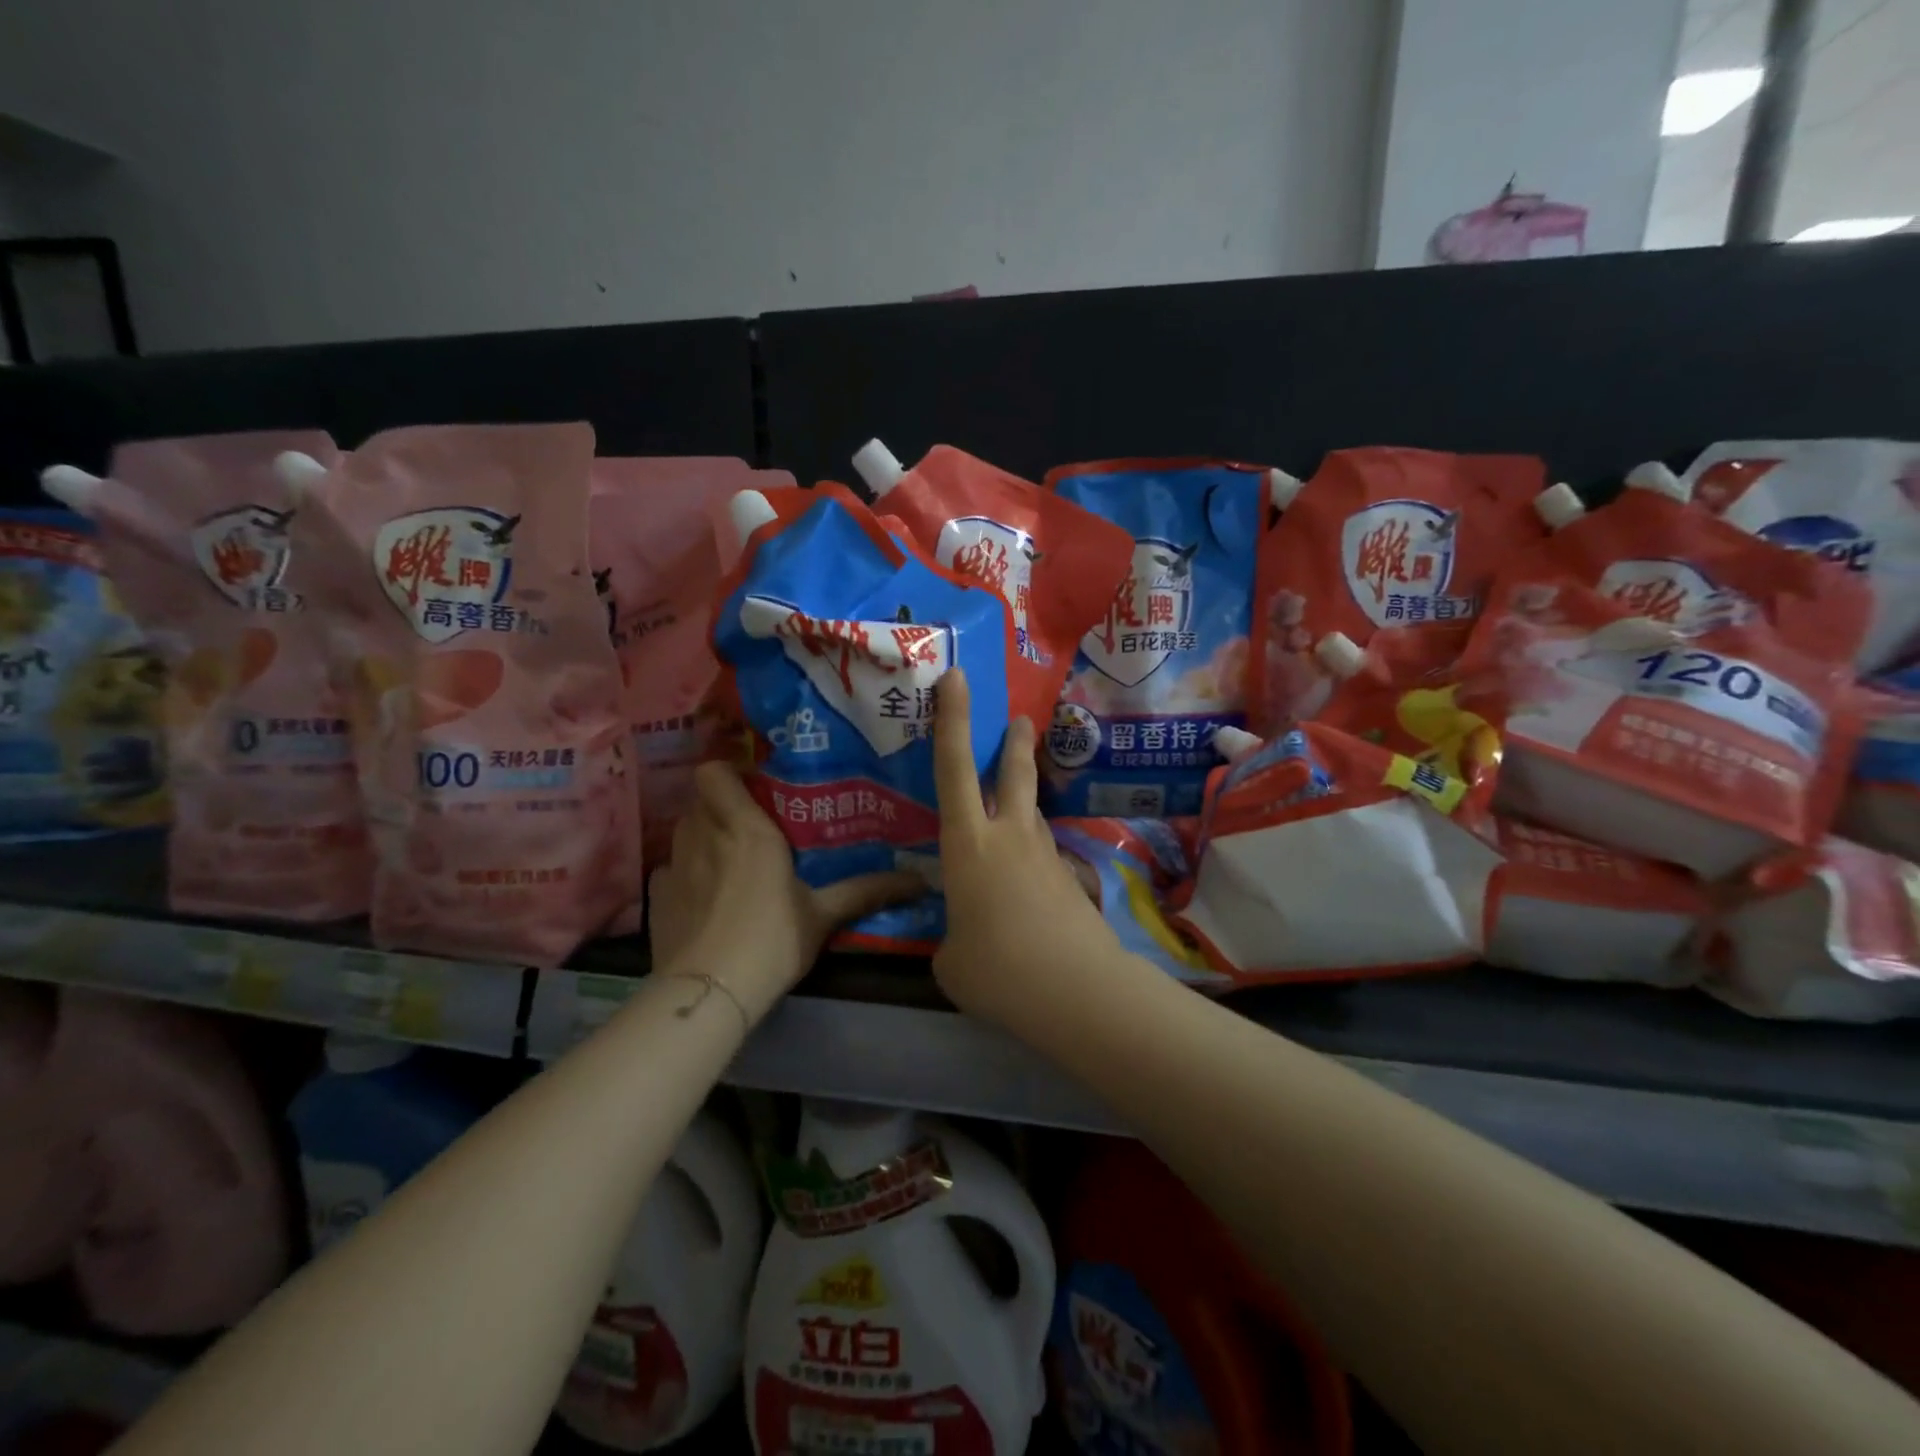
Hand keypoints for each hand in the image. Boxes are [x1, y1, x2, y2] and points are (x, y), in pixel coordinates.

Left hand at [648, 763, 920, 1024]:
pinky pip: (669, 867)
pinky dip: (684, 871)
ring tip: (726, 856)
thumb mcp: (824, 914)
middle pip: (700, 800)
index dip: (728, 773)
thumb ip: (866, 890)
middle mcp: (704, 835)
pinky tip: (701, 893)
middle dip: (721, 805)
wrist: (711, 992)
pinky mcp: (656, 897)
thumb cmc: (772, 939)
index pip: (714, 772)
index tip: (755, 788)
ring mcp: (674, 865)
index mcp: (746, 828)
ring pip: (683, 830)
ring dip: (702, 834)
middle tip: (751, 824)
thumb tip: (920, 881)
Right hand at [931, 670, 1126, 1026]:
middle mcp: (1009, 836)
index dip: (952, 718)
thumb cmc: (996, 968)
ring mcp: (1045, 856)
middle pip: (1012, 773)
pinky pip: (1043, 856)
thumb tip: (964, 940)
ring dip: (1023, 804)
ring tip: (1013, 816)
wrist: (1075, 990)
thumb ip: (953, 939)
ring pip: (1031, 814)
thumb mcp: (952, 960)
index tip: (957, 677)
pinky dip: (1031, 860)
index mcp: (967, 843)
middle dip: (1012, 741)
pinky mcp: (1069, 880)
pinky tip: (1026, 890)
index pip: (953, 767)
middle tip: (1019, 719)